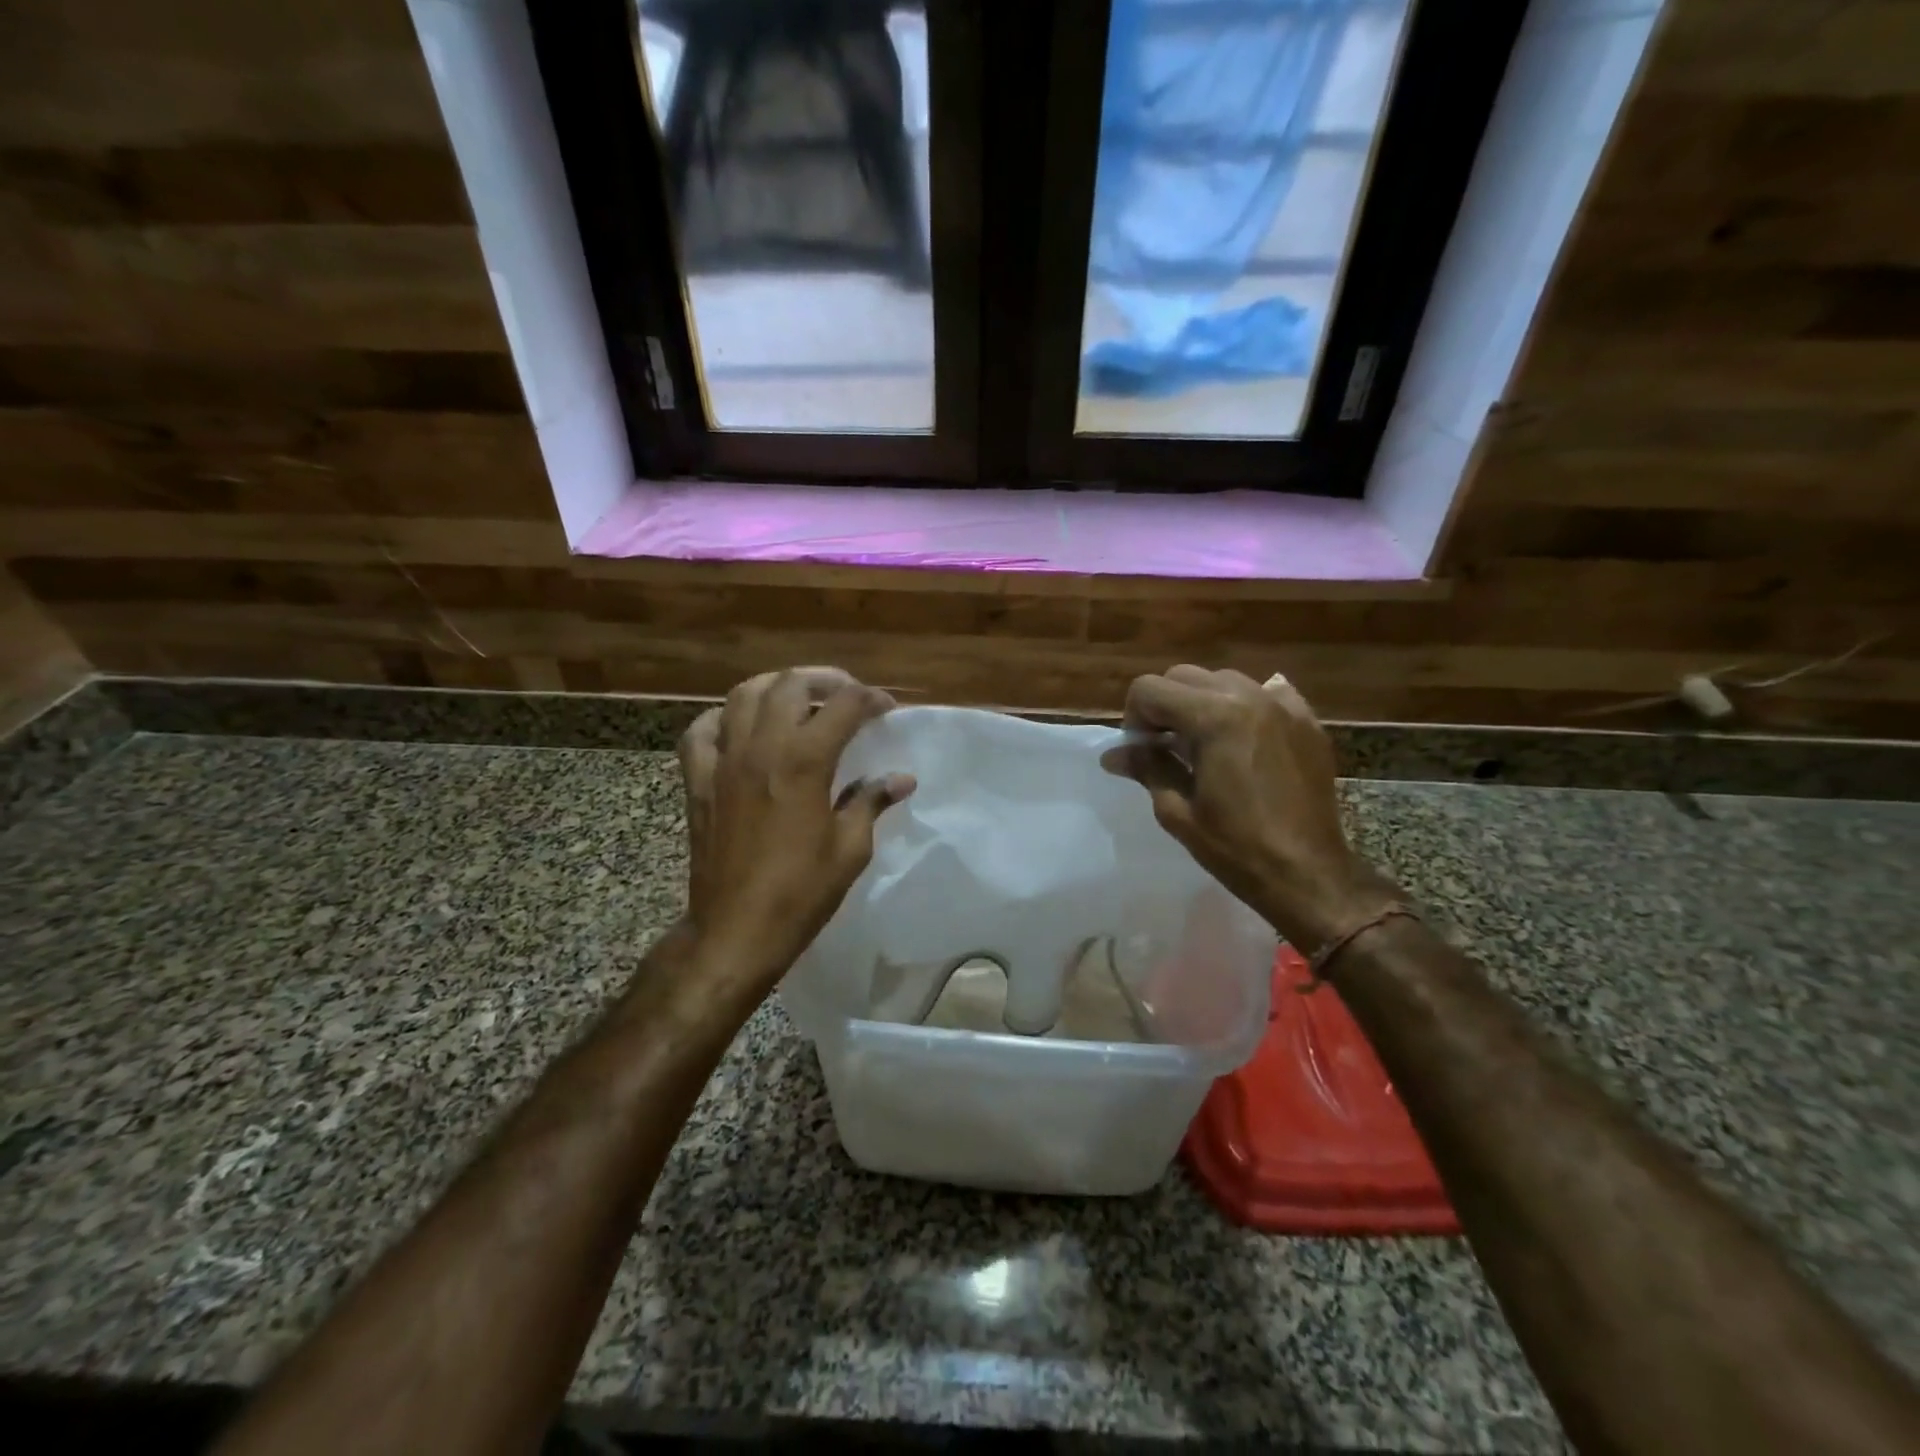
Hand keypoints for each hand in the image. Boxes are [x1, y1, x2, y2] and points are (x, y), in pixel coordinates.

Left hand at [677, 667, 915, 984]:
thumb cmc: (801, 892)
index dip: (871, 699)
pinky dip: (723, 718)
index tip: (886, 708)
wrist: (736, 930)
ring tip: (797, 700)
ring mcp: (723, 761)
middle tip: (846, 696)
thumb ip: (871, 802)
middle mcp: (761, 748)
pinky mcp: (698, 781)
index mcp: (804, 761)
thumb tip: (901, 778)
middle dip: (825, 680)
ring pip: (743, 695)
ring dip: (776, 688)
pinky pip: (701, 731)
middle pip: (790, 684)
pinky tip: (740, 728)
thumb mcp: (850, 848)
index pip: (844, 705)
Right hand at [1101, 666, 1394, 948]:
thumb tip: (1112, 754)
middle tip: (1164, 746)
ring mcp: (1283, 706)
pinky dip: (1245, 706)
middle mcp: (1249, 697)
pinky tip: (1242, 736)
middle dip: (1164, 705)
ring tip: (1203, 743)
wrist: (1307, 874)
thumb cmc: (1235, 847)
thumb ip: (1146, 767)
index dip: (1134, 717)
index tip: (1140, 750)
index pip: (1150, 688)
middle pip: (1184, 675)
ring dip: (1202, 702)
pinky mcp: (1306, 722)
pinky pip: (1267, 693)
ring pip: (1224, 680)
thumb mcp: (1176, 810)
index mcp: (1213, 717)